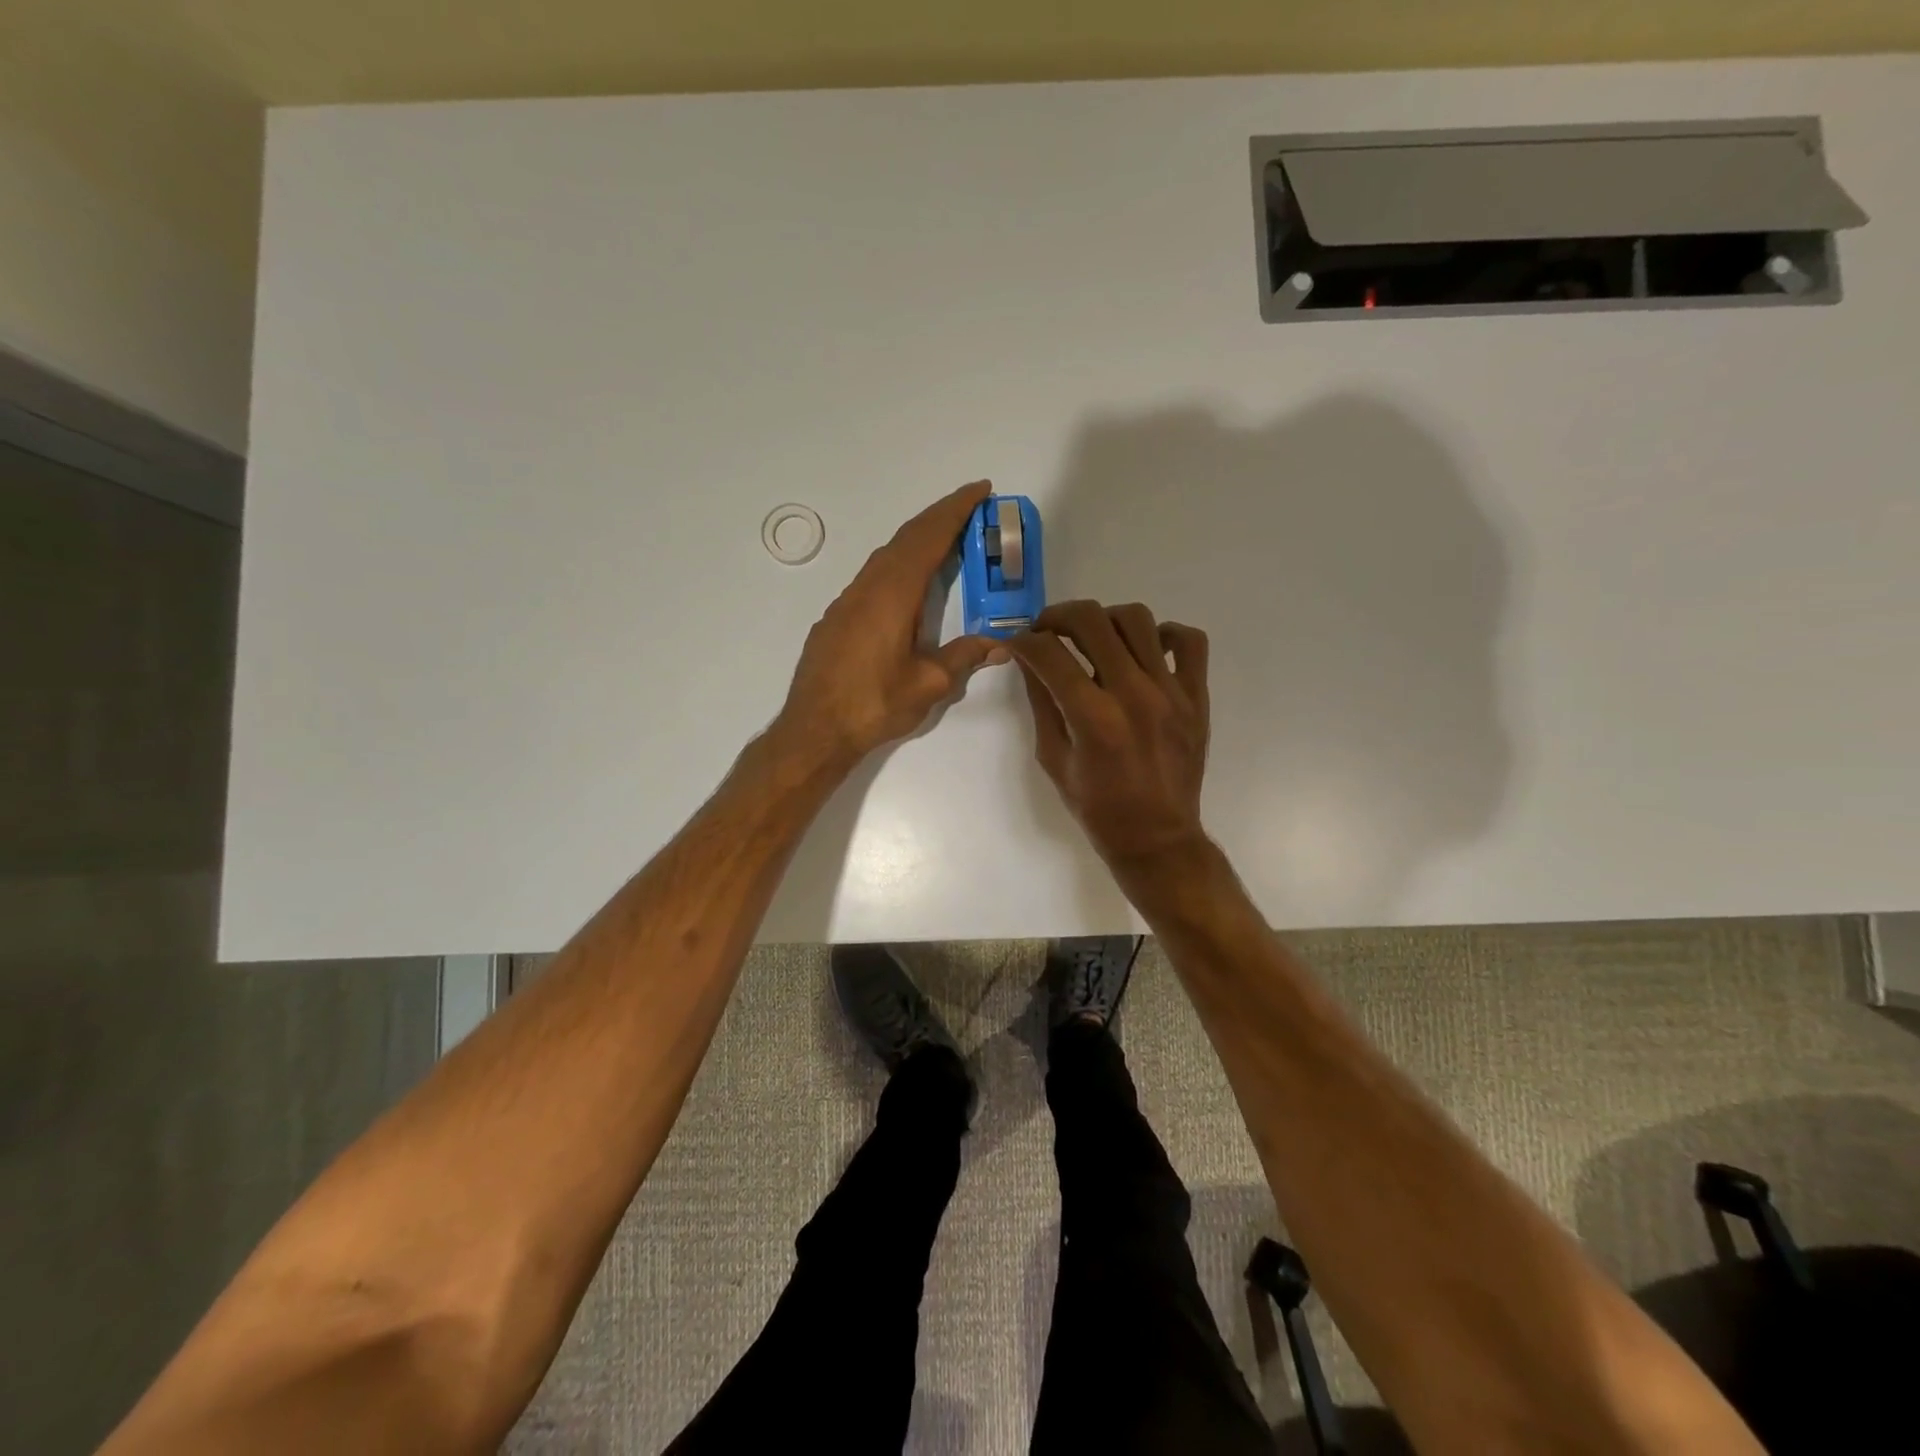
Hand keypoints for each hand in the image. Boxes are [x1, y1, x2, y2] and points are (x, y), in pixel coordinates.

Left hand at [776, 481, 1009, 769]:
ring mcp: (847, 601)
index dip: (955, 511)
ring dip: (917, 541)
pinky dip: (898, 564)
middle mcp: (868, 587)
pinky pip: (873, 576)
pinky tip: (907, 584)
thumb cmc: (874, 705)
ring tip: (947, 542)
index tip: (980, 490)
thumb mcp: (929, 684)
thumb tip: (1000, 644)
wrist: (814, 730)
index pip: (928, 538)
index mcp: (893, 594)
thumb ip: (964, 657)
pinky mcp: (836, 618)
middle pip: (906, 538)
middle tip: (972, 509)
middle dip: (940, 518)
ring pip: (886, 556)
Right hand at [1008, 600, 1211, 872]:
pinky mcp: (1196, 696)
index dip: (1024, 642)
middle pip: (1091, 620)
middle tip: (1047, 630)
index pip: (1049, 653)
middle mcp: (1134, 694)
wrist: (1157, 837)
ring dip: (1105, 620)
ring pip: (1137, 619)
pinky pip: (1190, 641)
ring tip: (1094, 638)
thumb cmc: (1097, 807)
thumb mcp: (1054, 759)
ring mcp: (1170, 691)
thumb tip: (1030, 660)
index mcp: (1093, 718)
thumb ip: (1042, 703)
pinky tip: (1145, 650)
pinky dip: (1165, 634)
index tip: (1018, 644)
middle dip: (1057, 616)